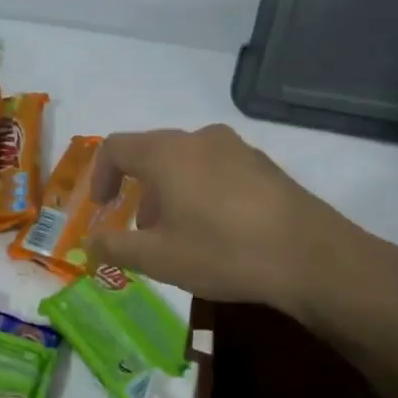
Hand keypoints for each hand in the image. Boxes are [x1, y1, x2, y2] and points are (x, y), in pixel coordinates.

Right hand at [88, 124, 397, 320]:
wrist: (309, 256)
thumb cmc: (221, 251)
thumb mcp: (158, 258)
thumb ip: (115, 247)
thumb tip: (89, 245)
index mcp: (167, 153)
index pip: (116, 147)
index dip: (100, 176)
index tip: (103, 208)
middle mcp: (200, 138)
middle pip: (154, 154)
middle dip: (139, 192)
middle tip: (143, 233)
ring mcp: (238, 148)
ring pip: (188, 163)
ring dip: (172, 194)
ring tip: (181, 236)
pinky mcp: (265, 166)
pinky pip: (218, 170)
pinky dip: (203, 192)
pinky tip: (219, 231)